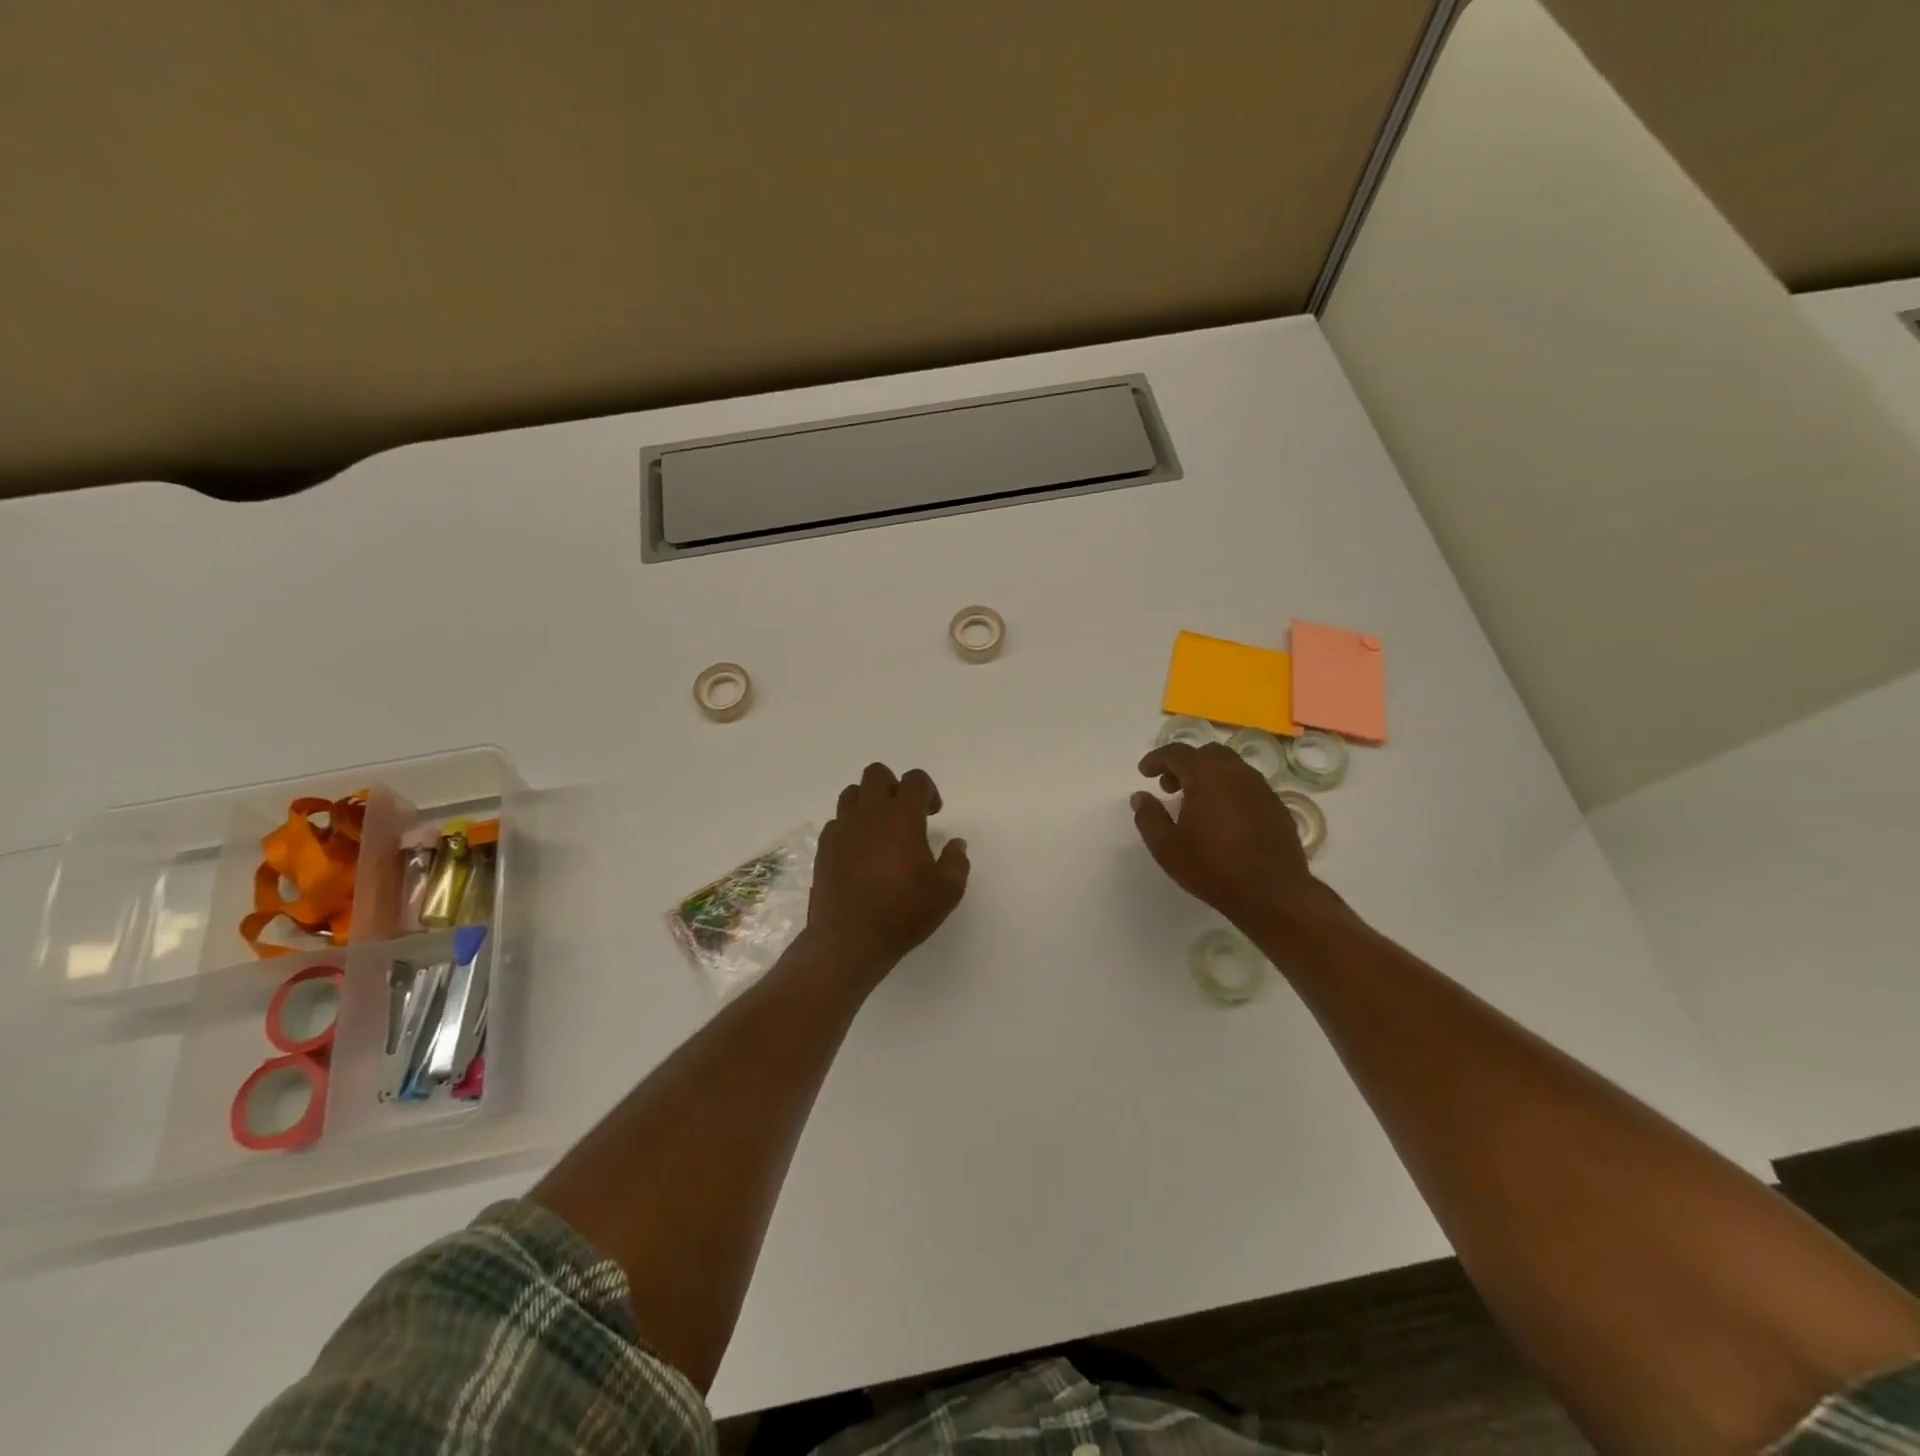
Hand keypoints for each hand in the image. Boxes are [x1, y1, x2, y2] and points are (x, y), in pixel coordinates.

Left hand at [806, 762, 970, 988]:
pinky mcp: (823, 848)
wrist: (849, 940)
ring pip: (852, 793)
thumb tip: (956, 844)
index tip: (933, 813)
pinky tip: (860, 852)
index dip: (928, 790)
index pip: (914, 780)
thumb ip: (956, 862)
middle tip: (905, 814)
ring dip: (869, 802)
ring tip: (880, 830)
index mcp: (901, 817)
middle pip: (877, 774)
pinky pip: (837, 822)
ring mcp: (842, 829)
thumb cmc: (903, 912)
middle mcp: (869, 814)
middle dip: (894, 786)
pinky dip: (850, 827)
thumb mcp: (947, 892)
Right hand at [1131, 742, 1335, 933]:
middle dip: (1185, 765)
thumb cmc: (1212, 867)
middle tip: (1170, 787)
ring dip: (1209, 777)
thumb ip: (1149, 816)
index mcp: (1207, 775)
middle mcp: (1237, 772)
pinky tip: (1223, 820)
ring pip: (1231, 768)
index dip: (1157, 759)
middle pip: (1207, 754)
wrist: (1272, 894)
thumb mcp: (1166, 846)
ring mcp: (1262, 788)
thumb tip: (1140, 796)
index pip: (1177, 752)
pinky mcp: (1278, 807)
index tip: (1144, 773)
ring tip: (1196, 804)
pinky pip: (1248, 787)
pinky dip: (1230, 792)